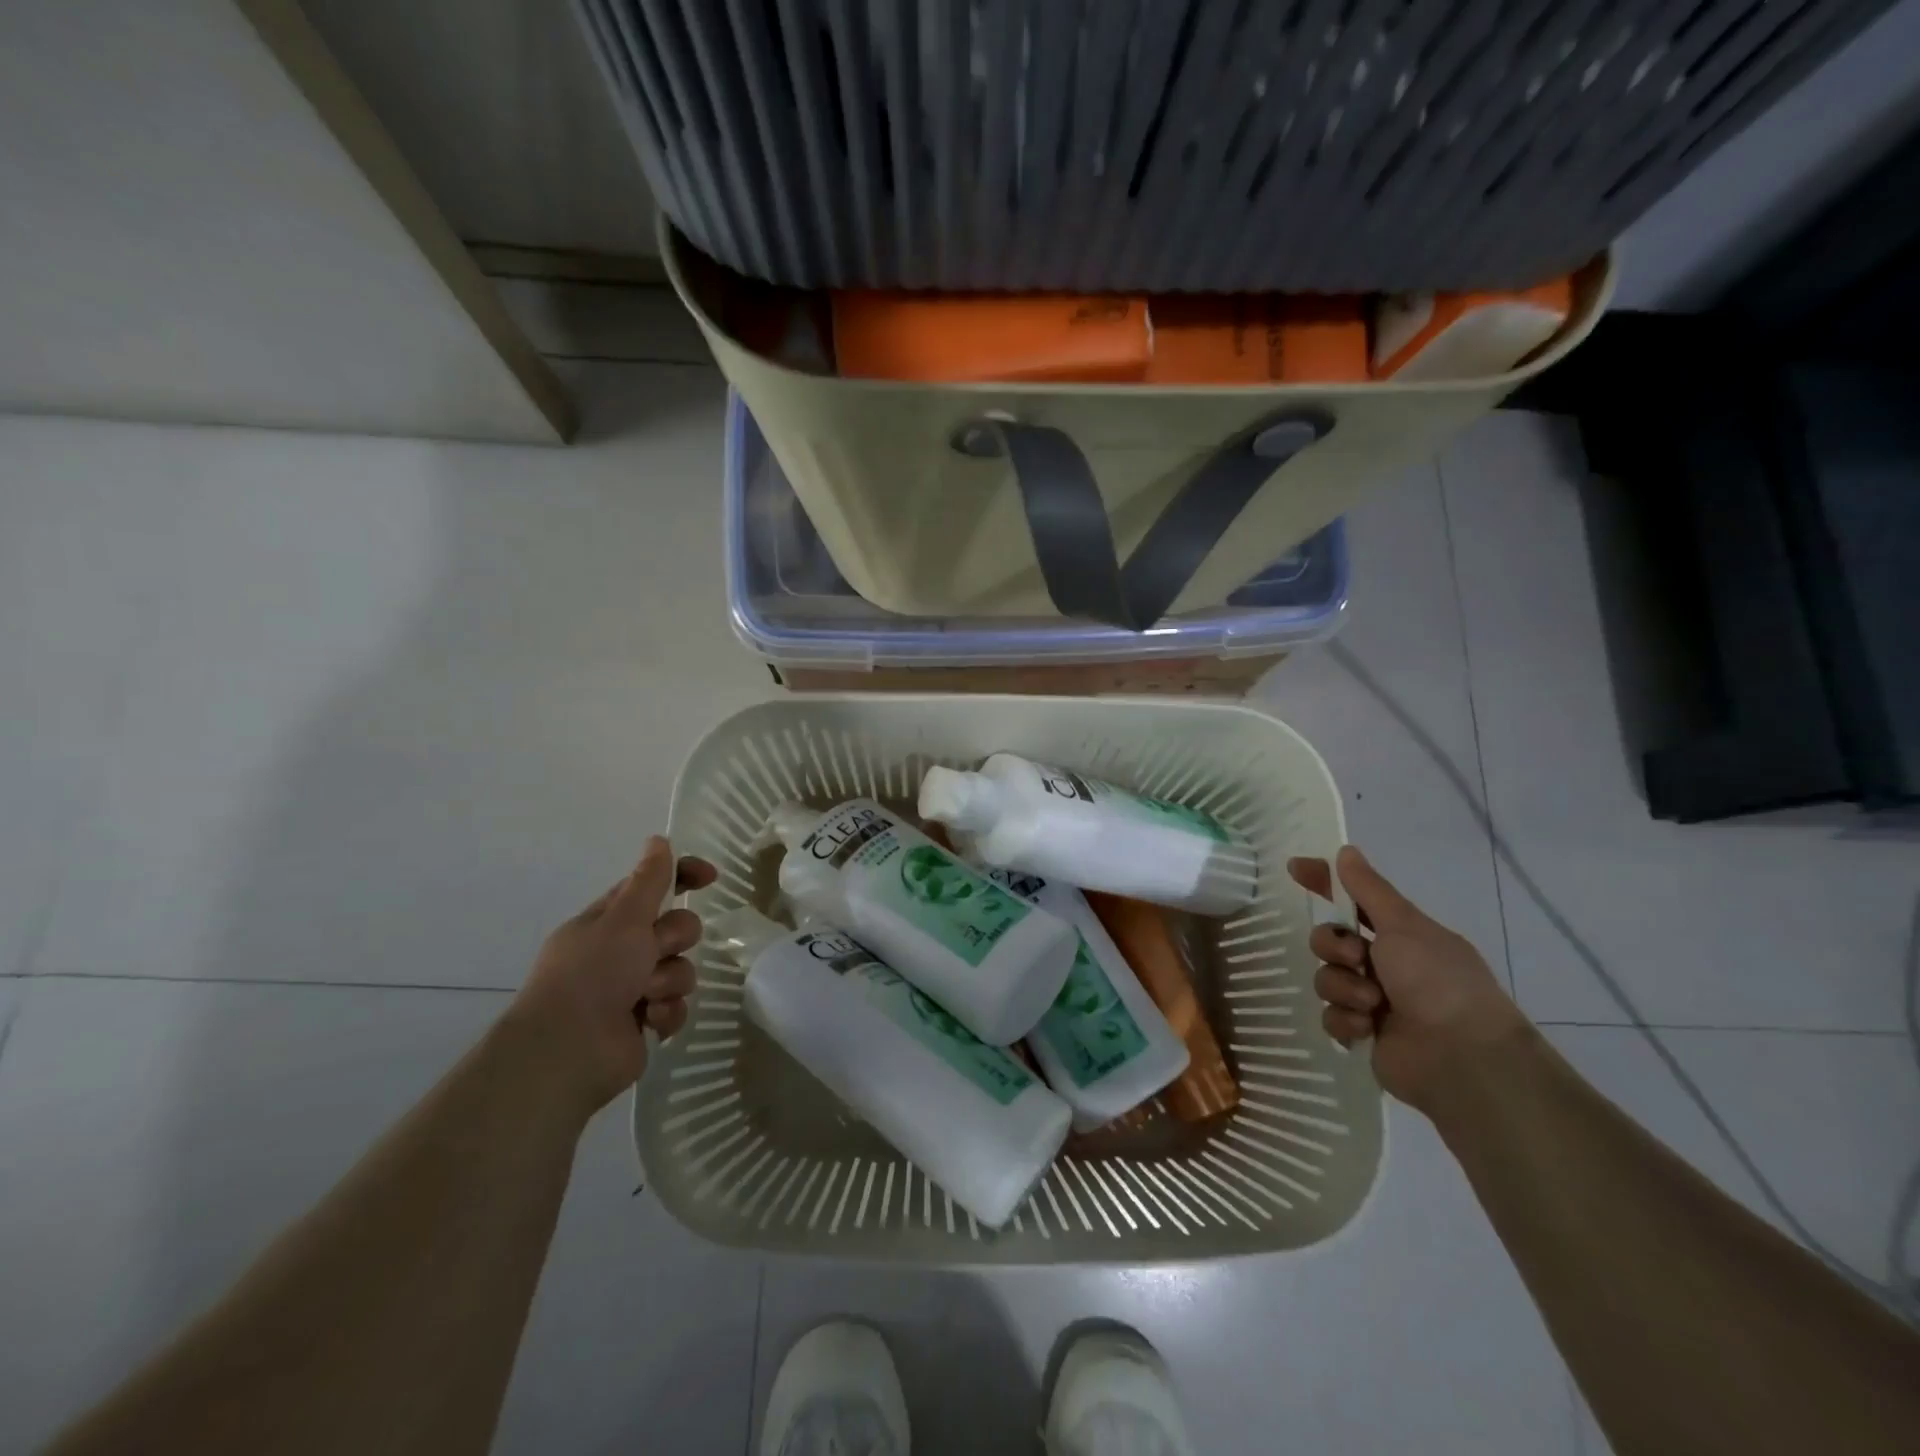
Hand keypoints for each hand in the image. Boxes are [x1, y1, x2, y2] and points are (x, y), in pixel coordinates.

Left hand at [502, 837, 717, 1122]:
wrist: (568, 1051)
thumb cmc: (592, 974)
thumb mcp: (623, 918)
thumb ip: (648, 880)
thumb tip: (658, 840)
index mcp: (609, 921)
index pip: (653, 886)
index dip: (683, 876)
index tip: (710, 878)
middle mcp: (622, 951)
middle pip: (677, 928)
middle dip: (674, 940)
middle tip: (653, 952)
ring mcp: (633, 988)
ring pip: (681, 968)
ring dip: (669, 981)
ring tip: (645, 997)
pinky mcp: (646, 1022)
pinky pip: (678, 1005)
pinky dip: (666, 1013)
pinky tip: (649, 1022)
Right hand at [1288, 845, 1530, 1113]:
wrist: (1461, 1057)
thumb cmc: (1438, 981)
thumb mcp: (1404, 925)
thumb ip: (1369, 889)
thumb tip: (1346, 850)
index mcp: (1401, 936)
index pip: (1353, 900)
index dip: (1325, 883)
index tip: (1296, 868)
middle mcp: (1386, 965)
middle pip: (1329, 940)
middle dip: (1333, 946)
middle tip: (1356, 957)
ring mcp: (1373, 1001)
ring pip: (1326, 978)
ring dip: (1344, 987)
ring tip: (1372, 1004)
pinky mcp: (1363, 1035)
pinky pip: (1330, 1016)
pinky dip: (1346, 1020)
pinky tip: (1366, 1028)